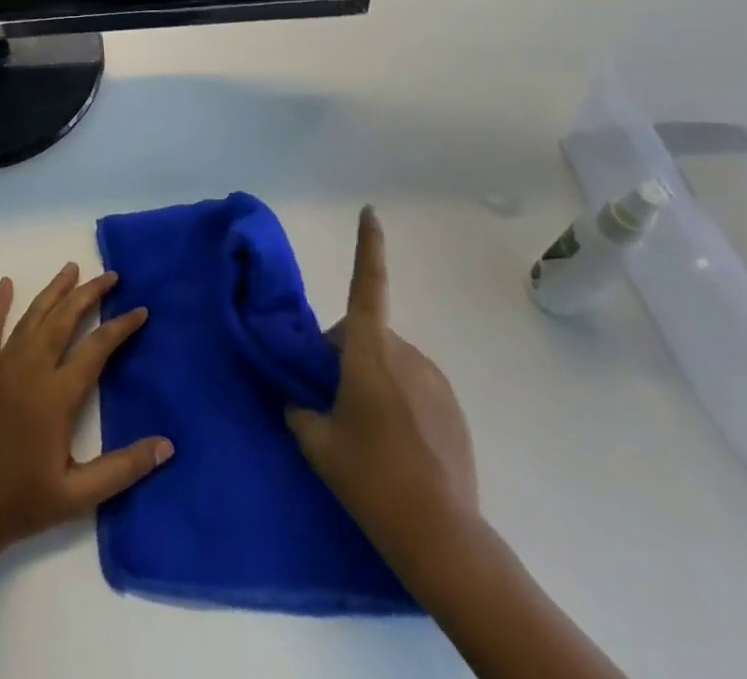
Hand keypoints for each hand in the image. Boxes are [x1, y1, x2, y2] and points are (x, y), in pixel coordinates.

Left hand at [0, 263, 173, 560]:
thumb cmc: (20, 504)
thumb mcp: (78, 495)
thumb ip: (123, 468)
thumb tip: (167, 445)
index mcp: (56, 395)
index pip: (97, 348)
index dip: (121, 327)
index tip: (140, 310)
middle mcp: (30, 369)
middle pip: (64, 319)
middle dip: (89, 293)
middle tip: (110, 276)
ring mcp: (0, 365)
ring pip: (32, 316)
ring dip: (54, 290)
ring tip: (71, 268)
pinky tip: (6, 284)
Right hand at [286, 207, 478, 572]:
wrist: (441, 534)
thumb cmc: (370, 476)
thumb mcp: (316, 442)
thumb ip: (298, 408)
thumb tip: (293, 396)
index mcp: (369, 350)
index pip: (367, 284)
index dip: (369, 245)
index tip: (371, 211)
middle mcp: (404, 353)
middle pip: (364, 334)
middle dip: (345, 354)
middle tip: (333, 402)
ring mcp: (434, 380)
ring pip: (389, 361)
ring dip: (373, 377)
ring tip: (367, 431)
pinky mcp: (453, 408)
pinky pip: (414, 386)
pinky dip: (399, 399)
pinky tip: (397, 444)